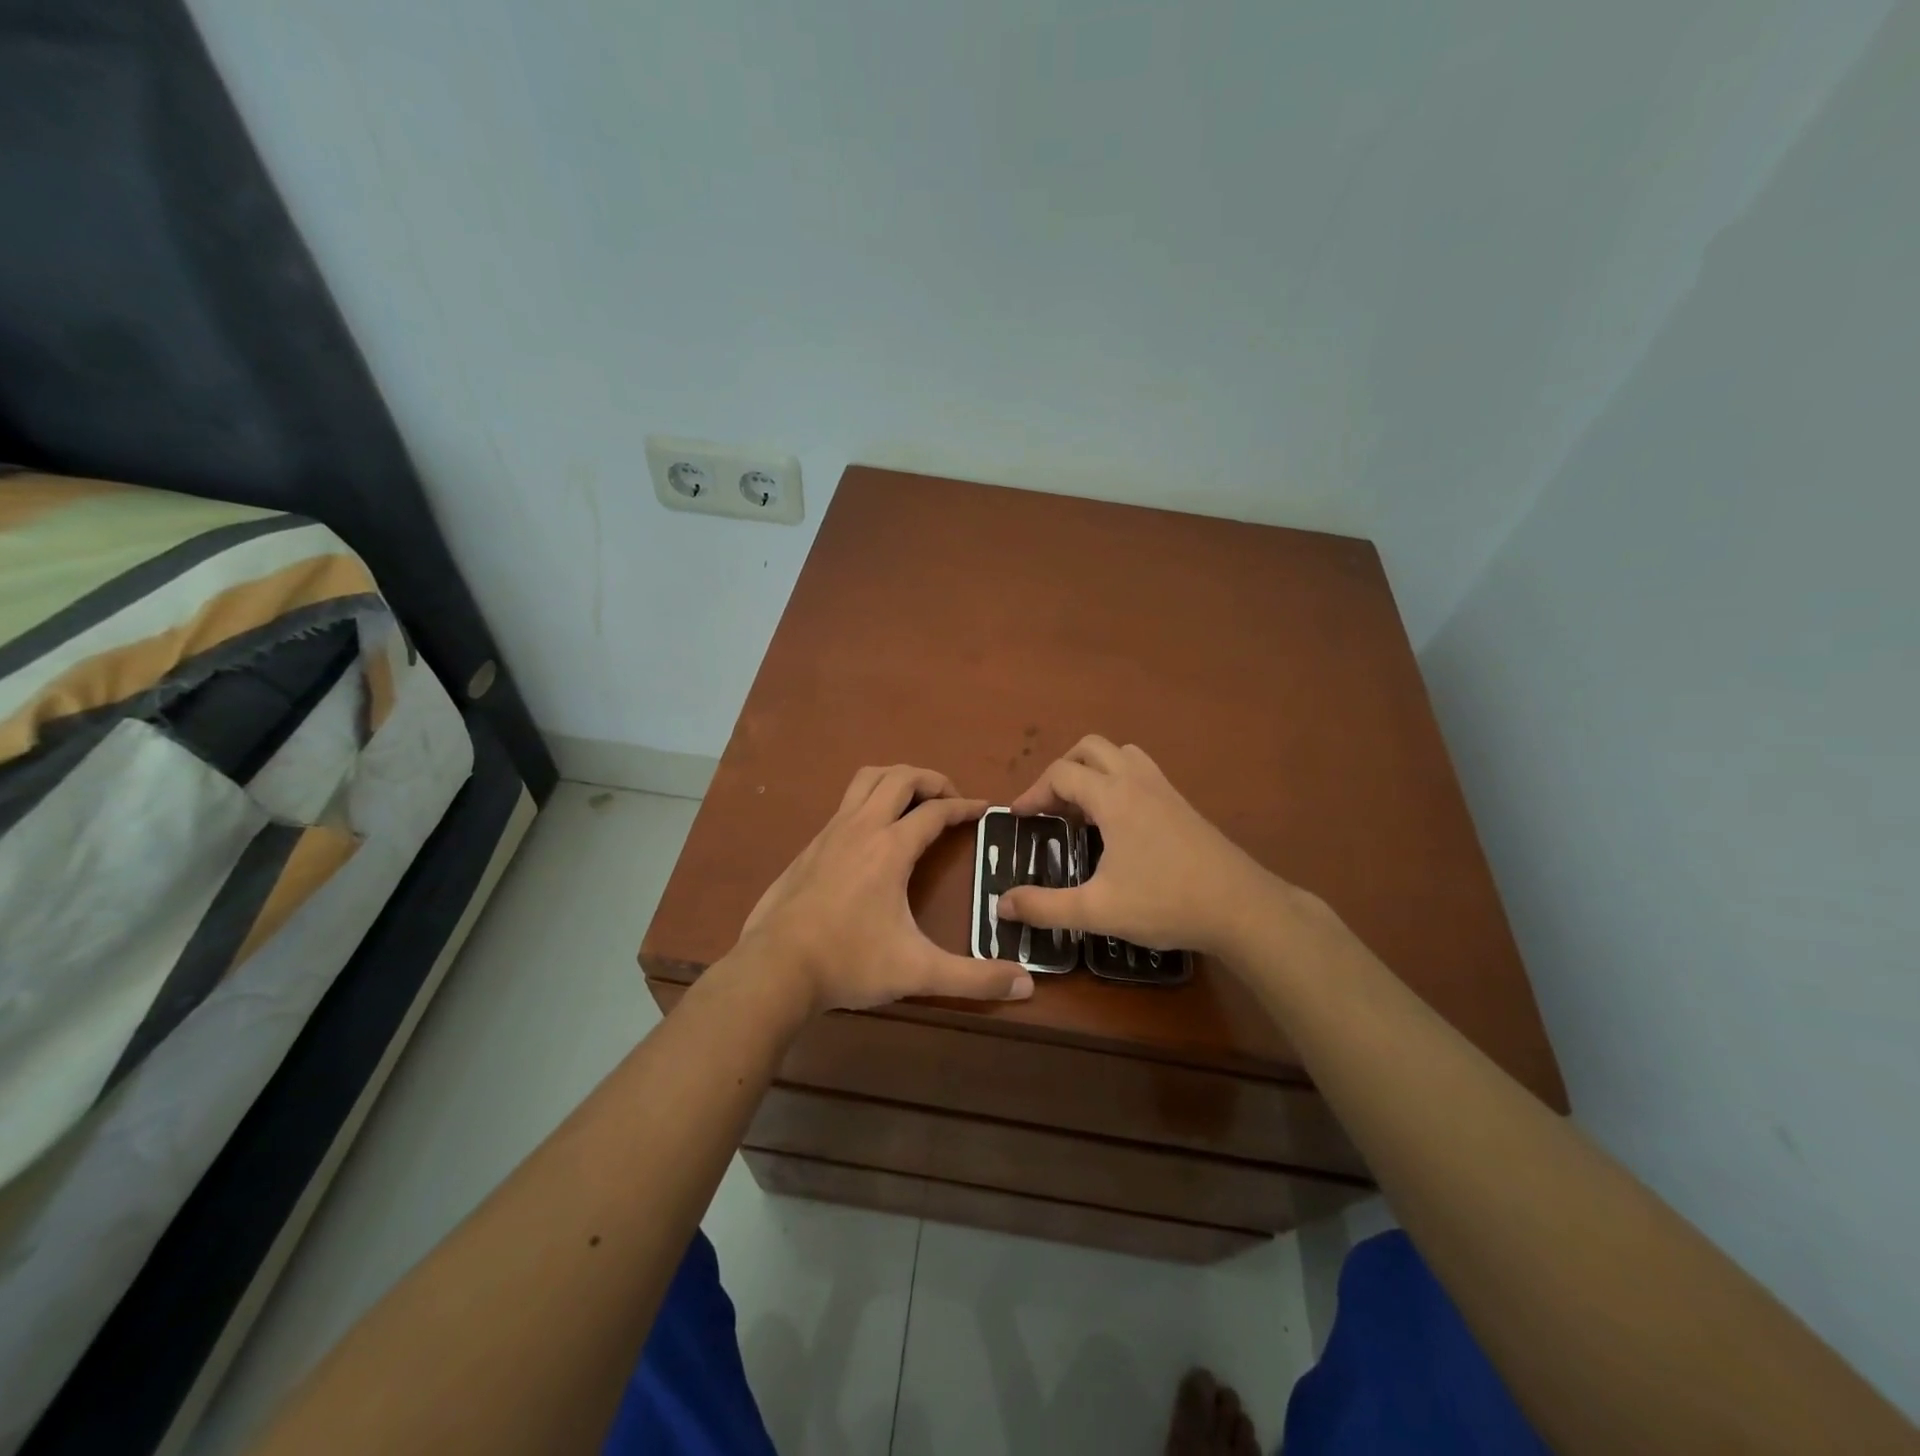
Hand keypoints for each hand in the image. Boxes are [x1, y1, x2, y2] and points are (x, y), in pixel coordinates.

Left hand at [740, 765, 1035, 1012]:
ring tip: (914, 802)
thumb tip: (1026, 984)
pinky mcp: (809, 847)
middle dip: (931, 780)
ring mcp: (830, 833)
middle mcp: (861, 828)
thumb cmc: (849, 962)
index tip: (984, 809)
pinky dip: (868, 801)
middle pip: (900, 777)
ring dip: (895, 780)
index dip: (965, 806)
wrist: (774, 968)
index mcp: (890, 848)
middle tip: (950, 799)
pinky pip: (845, 804)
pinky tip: (872, 835)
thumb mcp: (917, 972)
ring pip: (866, 780)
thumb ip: (973, 978)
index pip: (936, 811)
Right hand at [996, 736, 1277, 956]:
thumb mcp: (1097, 910)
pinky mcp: (1183, 805)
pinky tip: (1120, 824)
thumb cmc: (1166, 902)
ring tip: (1083, 809)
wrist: (1242, 907)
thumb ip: (1045, 906)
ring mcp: (1165, 789)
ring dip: (1094, 770)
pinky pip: (1142, 772)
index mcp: (1113, 797)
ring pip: (1121, 754)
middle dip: (1062, 770)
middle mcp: (1137, 781)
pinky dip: (1119, 782)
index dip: (1033, 792)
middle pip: (1090, 748)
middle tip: (1050, 806)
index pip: (1061, 773)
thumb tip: (1001, 904)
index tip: (1020, 818)